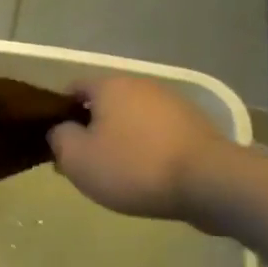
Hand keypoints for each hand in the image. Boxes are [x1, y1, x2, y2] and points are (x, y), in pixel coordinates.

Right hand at [47, 76, 231, 219]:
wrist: (208, 182)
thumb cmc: (133, 166)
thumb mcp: (77, 159)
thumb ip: (59, 139)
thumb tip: (61, 130)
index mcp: (109, 85)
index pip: (74, 89)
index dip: (60, 113)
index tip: (59, 142)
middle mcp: (141, 85)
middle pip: (105, 104)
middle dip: (92, 129)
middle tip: (85, 162)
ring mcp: (172, 103)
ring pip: (133, 119)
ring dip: (122, 139)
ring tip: (118, 173)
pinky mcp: (196, 125)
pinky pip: (158, 134)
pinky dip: (148, 148)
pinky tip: (148, 175)